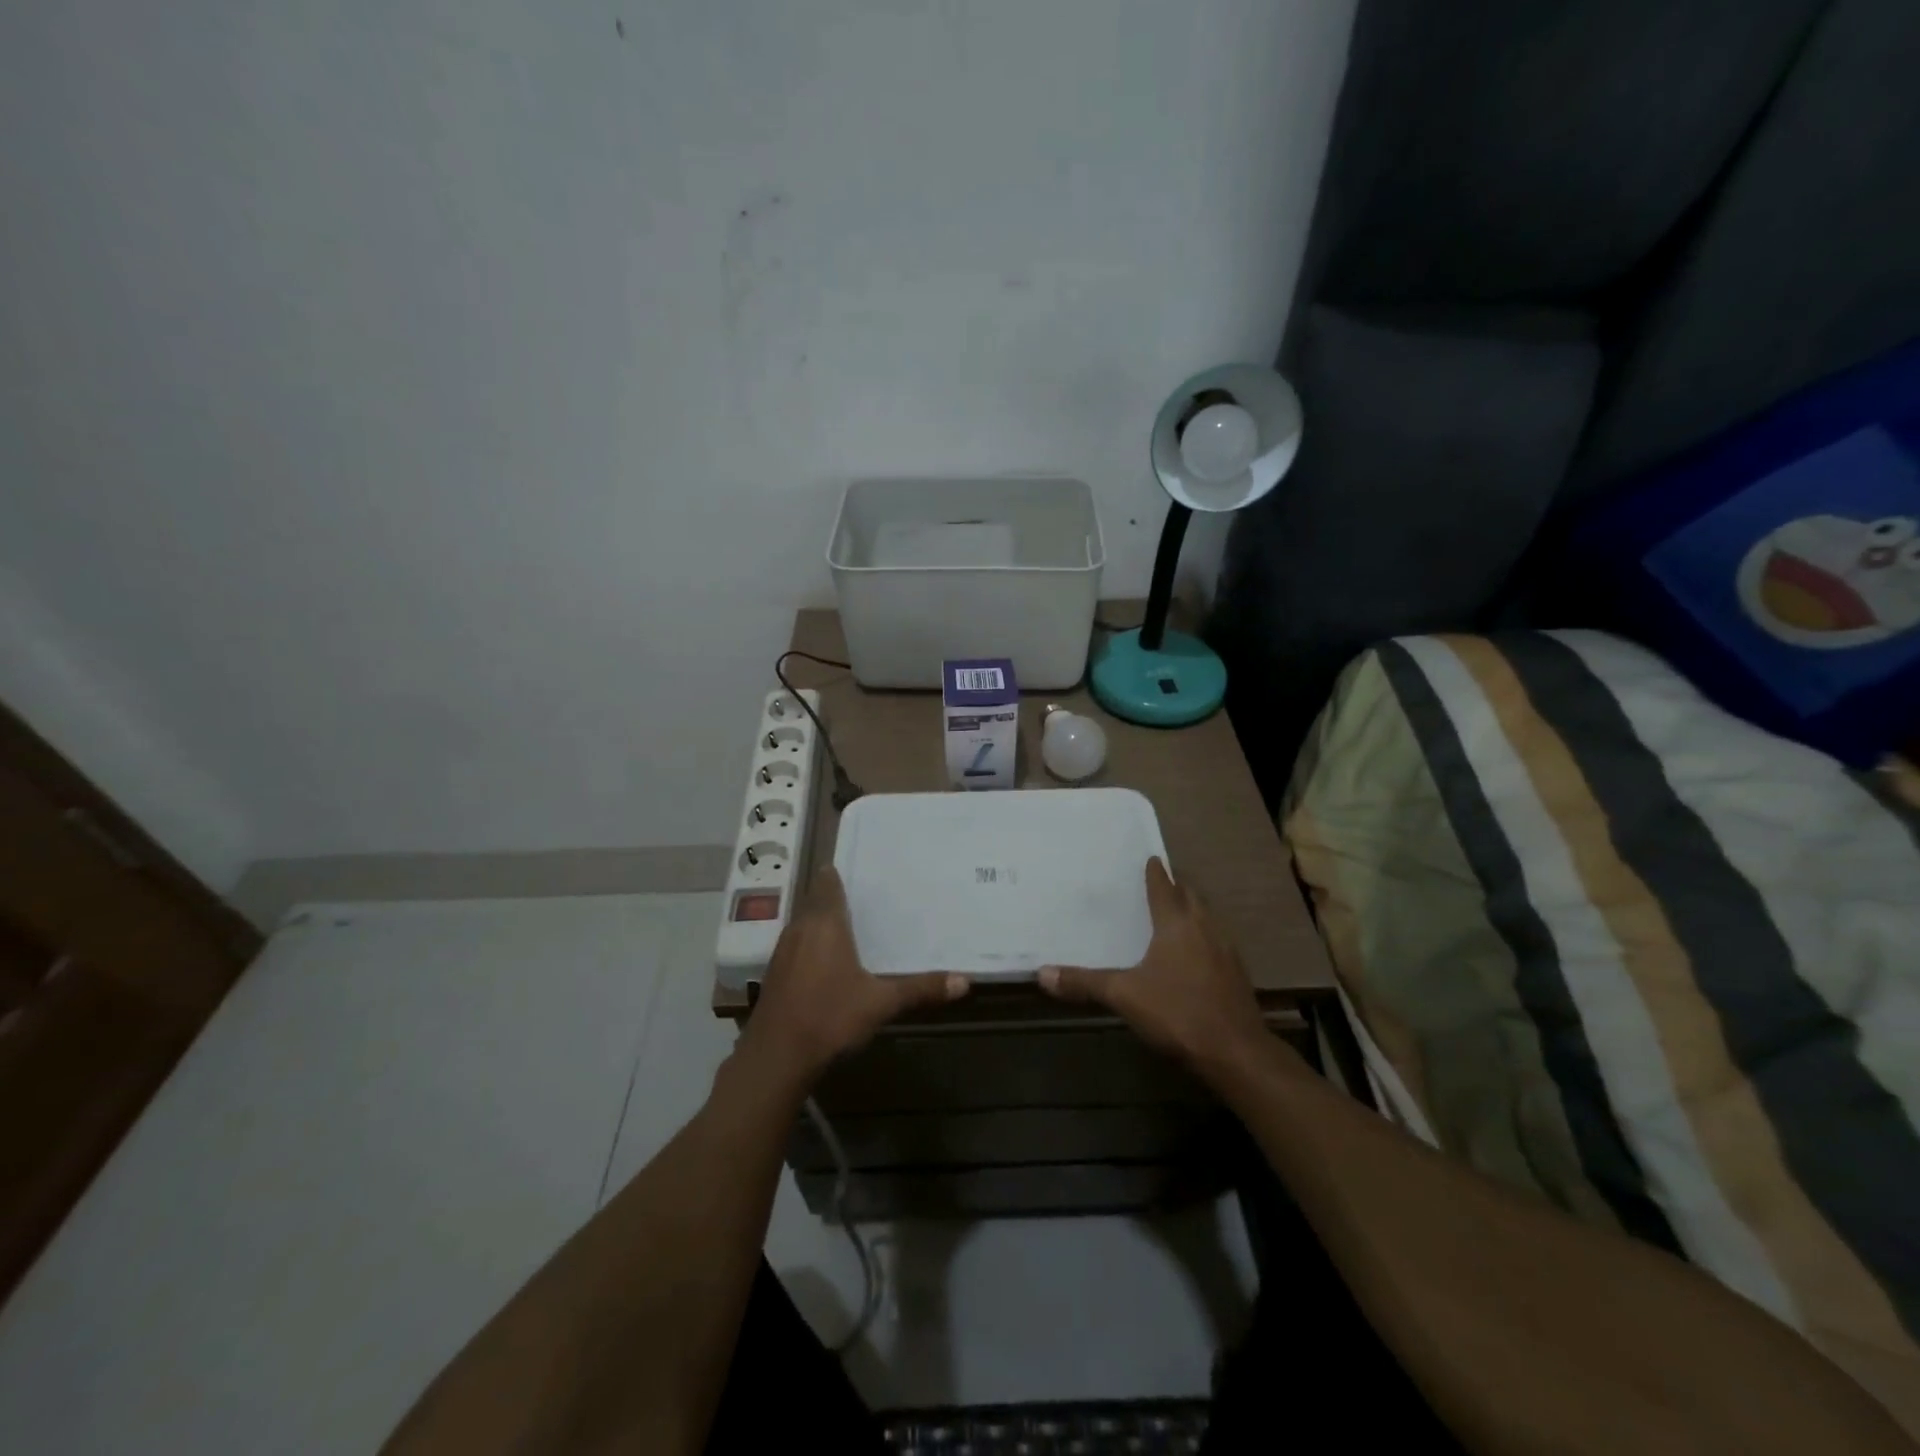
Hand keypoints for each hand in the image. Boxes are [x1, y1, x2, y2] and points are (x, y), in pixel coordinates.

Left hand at [737, 867, 967, 1089]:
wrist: (776, 1056)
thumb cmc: (830, 1017)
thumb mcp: (881, 1003)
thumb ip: (921, 988)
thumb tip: (965, 981)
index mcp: (825, 924)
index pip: (827, 883)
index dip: (837, 874)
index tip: (857, 869)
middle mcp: (800, 929)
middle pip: (815, 901)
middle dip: (834, 898)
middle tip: (863, 898)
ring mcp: (782, 951)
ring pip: (803, 924)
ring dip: (821, 922)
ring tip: (848, 926)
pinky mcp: (774, 974)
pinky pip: (795, 945)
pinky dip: (810, 944)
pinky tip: (826, 962)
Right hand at [1038, 859, 1268, 1077]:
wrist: (1236, 1051)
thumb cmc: (1177, 1012)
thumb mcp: (1123, 996)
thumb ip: (1084, 983)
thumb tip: (1042, 973)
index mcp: (1176, 924)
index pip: (1164, 888)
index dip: (1156, 873)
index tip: (1152, 858)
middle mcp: (1204, 928)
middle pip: (1191, 896)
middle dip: (1178, 885)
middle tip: (1163, 879)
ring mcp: (1226, 950)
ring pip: (1209, 916)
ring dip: (1194, 908)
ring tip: (1179, 909)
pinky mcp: (1237, 973)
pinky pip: (1218, 939)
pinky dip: (1205, 934)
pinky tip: (1197, 951)